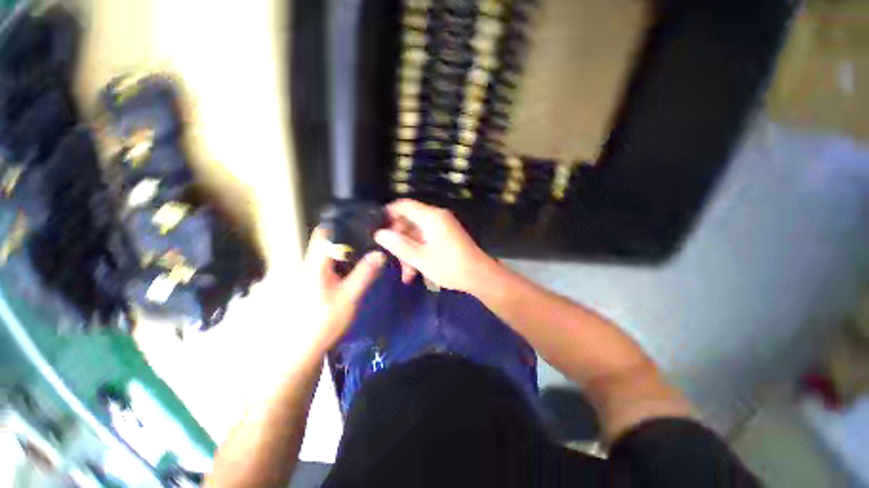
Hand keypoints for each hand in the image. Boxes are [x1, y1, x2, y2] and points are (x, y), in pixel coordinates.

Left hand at [302, 227, 384, 353]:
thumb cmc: (324, 322)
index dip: (341, 226)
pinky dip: (337, 265)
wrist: (301, 350)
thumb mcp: (349, 297)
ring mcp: (304, 276)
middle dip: (346, 242)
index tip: (360, 226)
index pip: (324, 234)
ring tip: (361, 256)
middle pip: (326, 244)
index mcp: (314, 265)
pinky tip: (348, 273)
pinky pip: (323, 267)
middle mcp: (305, 265)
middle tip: (367, 243)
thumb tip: (379, 254)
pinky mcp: (306, 286)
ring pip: (325, 256)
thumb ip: (364, 274)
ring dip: (342, 254)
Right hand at [374, 199, 491, 291]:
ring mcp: (442, 228)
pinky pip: (426, 240)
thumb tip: (379, 233)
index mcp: (431, 217)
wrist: (479, 276)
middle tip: (391, 258)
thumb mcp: (420, 258)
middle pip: (409, 222)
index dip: (388, 213)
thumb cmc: (449, 266)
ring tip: (406, 274)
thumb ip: (398, 244)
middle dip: (399, 240)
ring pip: (417, 234)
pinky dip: (419, 253)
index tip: (376, 227)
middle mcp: (437, 218)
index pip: (404, 205)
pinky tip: (414, 272)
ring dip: (408, 252)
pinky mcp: (446, 238)